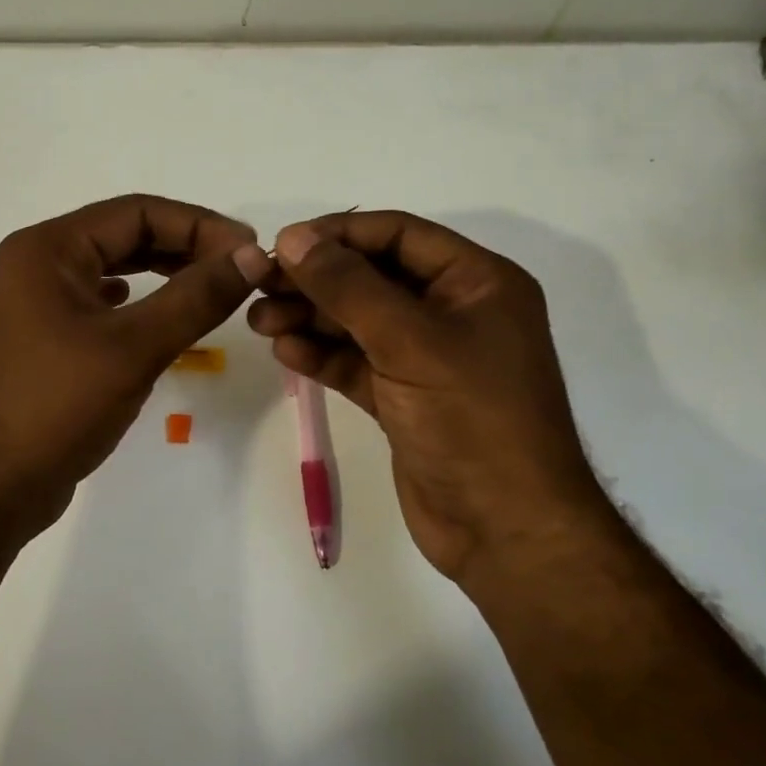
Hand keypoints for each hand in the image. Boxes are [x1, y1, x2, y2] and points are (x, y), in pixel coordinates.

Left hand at [0, 194, 271, 543]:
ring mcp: (33, 302)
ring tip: (211, 287)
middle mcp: (35, 263)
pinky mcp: (41, 337)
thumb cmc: (57, 408)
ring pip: (112, 268)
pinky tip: (156, 315)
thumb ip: (196, 297)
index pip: (136, 212)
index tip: (250, 251)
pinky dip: (135, 302)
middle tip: (239, 269)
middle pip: (123, 235)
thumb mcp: (134, 348)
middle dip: (184, 247)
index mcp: (47, 249)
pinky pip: (98, 302)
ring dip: (163, 273)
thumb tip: (252, 256)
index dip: (199, 225)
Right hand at [247, 211, 606, 581]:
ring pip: (358, 322)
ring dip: (310, 318)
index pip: (399, 235)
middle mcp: (453, 312)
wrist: (506, 531)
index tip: (282, 245)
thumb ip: (348, 287)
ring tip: (259, 321)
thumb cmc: (472, 420)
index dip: (339, 234)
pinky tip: (285, 353)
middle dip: (316, 280)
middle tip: (259, 285)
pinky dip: (321, 355)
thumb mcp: (410, 342)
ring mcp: (428, 358)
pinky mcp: (404, 398)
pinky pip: (356, 363)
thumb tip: (292, 239)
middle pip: (372, 277)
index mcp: (477, 282)